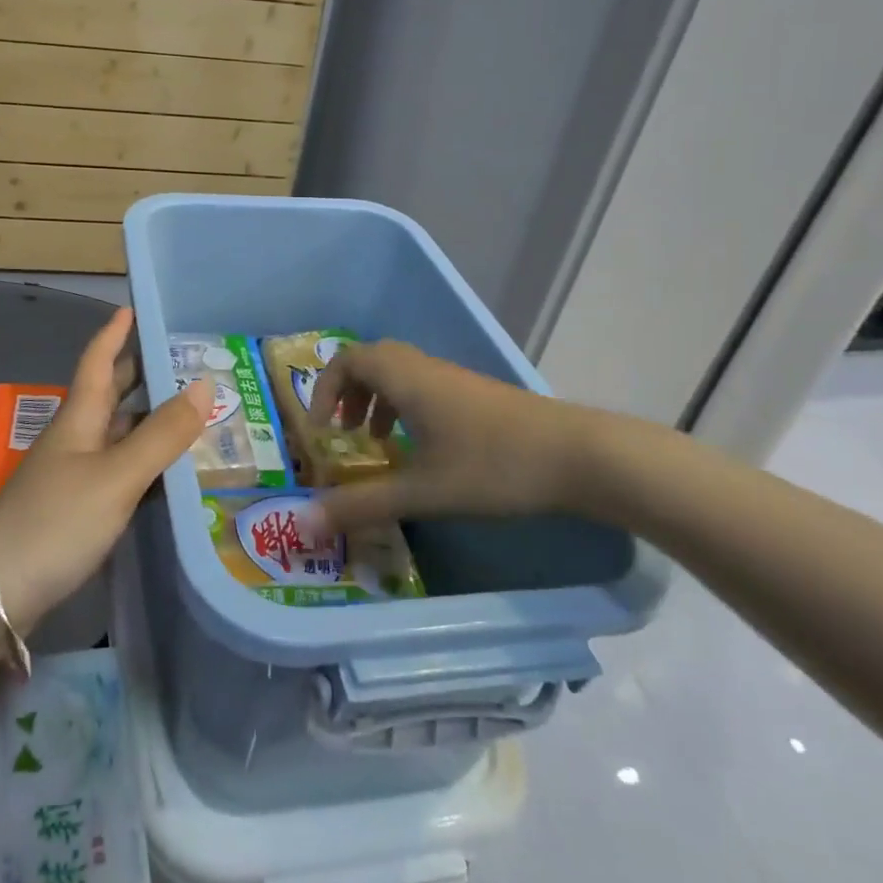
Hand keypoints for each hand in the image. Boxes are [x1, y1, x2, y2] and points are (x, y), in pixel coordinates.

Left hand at [0, 308, 207, 632]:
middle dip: (140, 373)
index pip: (98, 361)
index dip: (114, 333)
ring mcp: (72, 476)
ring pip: (116, 434)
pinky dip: (144, 462)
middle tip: (181, 360)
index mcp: (80, 417)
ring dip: (147, 419)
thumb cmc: (56, 520)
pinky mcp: (75, 511)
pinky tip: (168, 473)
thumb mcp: (116, 475)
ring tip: (190, 411)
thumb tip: (204, 385)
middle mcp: (75, 439)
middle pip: (109, 394)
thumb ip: (162, 434)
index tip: (132, 308)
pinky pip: (117, 471)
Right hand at [303, 340, 613, 532]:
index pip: (347, 360)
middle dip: (348, 392)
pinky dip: (405, 407)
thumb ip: (363, 505)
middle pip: (371, 360)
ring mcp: (453, 378)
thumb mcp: (422, 491)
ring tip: (376, 442)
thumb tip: (304, 523)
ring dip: (377, 399)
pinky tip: (421, 449)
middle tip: (343, 430)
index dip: (324, 389)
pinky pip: (422, 385)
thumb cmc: (493, 466)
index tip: (320, 429)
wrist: (578, 455)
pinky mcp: (476, 394)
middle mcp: (424, 368)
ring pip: (400, 372)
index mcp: (405, 377)